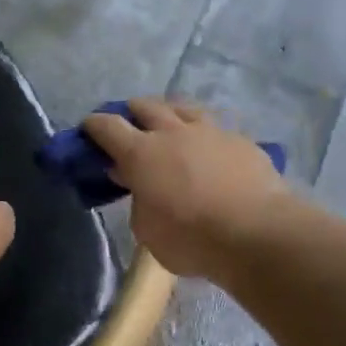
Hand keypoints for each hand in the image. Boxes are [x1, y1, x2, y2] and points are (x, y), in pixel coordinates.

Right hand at [83, 98, 291, 279]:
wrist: (257, 233)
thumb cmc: (191, 239)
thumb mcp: (147, 230)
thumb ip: (138, 202)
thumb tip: (140, 187)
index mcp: (141, 153)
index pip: (107, 127)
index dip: (94, 126)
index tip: (89, 129)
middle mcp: (173, 133)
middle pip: (146, 106)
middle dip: (132, 111)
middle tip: (129, 123)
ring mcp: (211, 132)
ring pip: (184, 108)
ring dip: (170, 113)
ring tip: (169, 124)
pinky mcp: (242, 141)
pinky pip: (216, 128)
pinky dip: (205, 135)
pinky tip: (210, 148)